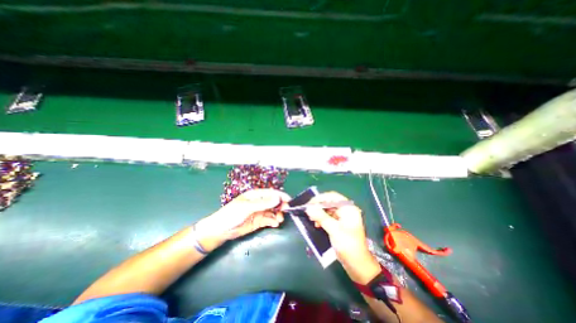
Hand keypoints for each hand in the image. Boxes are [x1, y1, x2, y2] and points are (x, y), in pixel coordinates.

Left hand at [194, 189, 292, 252]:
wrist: (221, 230)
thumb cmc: (232, 214)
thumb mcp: (247, 207)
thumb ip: (263, 203)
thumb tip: (277, 198)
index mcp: (256, 195)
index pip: (271, 193)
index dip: (281, 196)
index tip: (289, 200)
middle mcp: (259, 202)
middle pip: (274, 202)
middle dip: (281, 206)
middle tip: (286, 211)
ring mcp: (259, 212)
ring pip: (273, 211)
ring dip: (278, 215)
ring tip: (279, 220)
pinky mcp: (259, 221)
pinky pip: (269, 220)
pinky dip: (273, 221)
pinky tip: (275, 224)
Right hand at [306, 192, 381, 281]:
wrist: (358, 265)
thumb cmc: (348, 245)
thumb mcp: (333, 230)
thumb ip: (321, 217)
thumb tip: (309, 208)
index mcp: (348, 208)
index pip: (332, 196)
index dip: (320, 198)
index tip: (309, 203)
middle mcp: (346, 210)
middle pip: (329, 203)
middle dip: (319, 207)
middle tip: (309, 212)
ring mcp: (343, 217)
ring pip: (328, 210)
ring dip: (319, 214)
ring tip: (312, 220)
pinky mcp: (340, 224)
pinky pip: (329, 217)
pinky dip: (322, 219)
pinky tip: (317, 225)